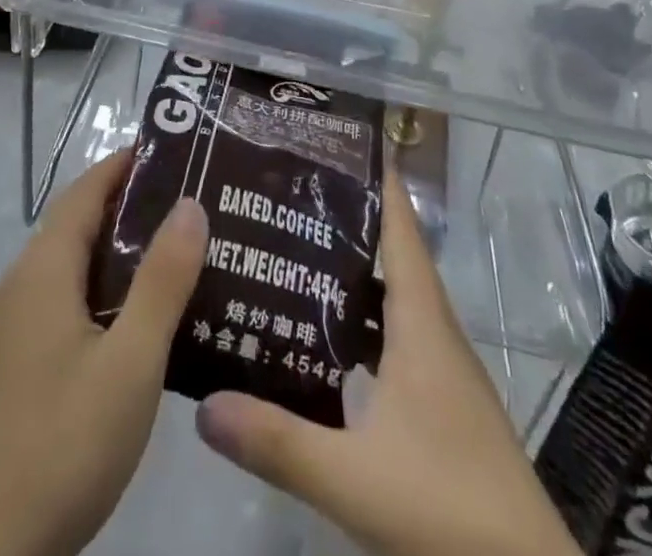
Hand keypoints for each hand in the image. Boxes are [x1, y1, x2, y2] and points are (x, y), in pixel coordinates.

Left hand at [0, 150, 209, 555]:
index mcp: (43, 270)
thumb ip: (163, 280)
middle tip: (189, 200)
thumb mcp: (132, 360)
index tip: (172, 150)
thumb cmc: (67, 442)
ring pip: (71, 263)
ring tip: (176, 249)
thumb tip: (190, 203)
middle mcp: (22, 284)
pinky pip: (64, 297)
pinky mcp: (17, 360)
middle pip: (76, 222)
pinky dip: (102, 284)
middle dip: (128, 203)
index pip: (85, 191)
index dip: (123, 164)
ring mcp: (14, 324)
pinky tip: (139, 314)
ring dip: (117, 247)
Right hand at [195, 169, 581, 555]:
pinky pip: (398, 338)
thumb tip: (203, 404)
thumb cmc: (448, 507)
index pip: (401, 228)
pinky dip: (363, 322)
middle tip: (287, 197)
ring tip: (294, 255)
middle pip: (392, 255)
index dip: (376, 180)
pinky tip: (327, 341)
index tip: (334, 144)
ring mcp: (444, 370)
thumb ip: (278, 440)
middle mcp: (436, 332)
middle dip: (346, 220)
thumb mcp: (353, 478)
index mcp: (422, 323)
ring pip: (394, 299)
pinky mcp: (444, 405)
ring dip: (353, 273)